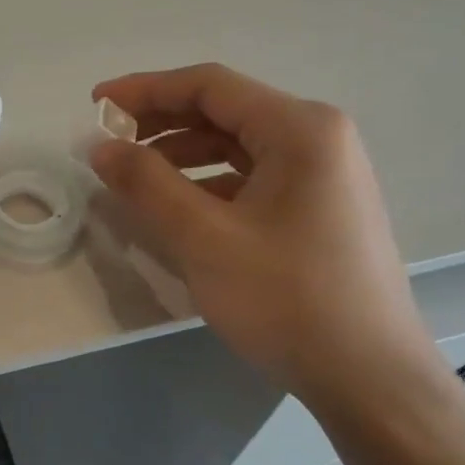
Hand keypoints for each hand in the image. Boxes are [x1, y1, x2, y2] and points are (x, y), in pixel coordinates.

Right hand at [90, 64, 445, 406]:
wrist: (369, 378)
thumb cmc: (287, 299)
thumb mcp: (205, 239)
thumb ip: (146, 183)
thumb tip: (99, 145)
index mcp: (300, 129)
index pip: (209, 86)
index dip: (145, 90)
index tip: (95, 105)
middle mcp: (318, 137)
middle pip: (225, 111)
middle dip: (161, 122)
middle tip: (110, 143)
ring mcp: (324, 174)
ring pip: (238, 146)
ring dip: (182, 154)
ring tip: (134, 176)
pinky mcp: (320, 208)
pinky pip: (253, 177)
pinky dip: (209, 183)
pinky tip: (178, 209)